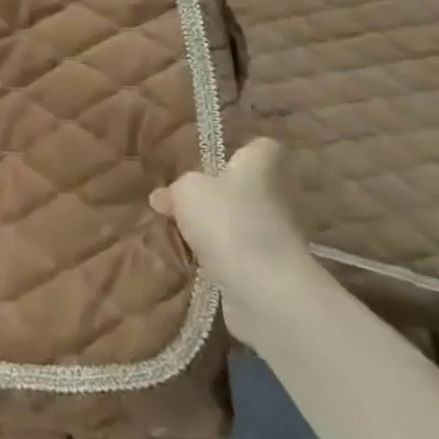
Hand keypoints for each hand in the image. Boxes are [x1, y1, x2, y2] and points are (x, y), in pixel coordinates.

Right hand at [151, 139, 324, 346]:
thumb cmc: (228, 222)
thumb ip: (175, 189)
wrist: (265, 290)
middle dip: (221, 195)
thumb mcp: (187, 191)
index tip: (219, 159)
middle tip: (185, 200)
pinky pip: (238, 255)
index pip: (263, 148)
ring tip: (182, 233)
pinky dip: (220, 258)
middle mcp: (274, 199)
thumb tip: (163, 197)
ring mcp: (275, 238)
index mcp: (259, 170)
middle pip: (249, 188)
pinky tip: (193, 260)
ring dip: (218, 229)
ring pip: (242, 223)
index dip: (243, 150)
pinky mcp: (269, 271)